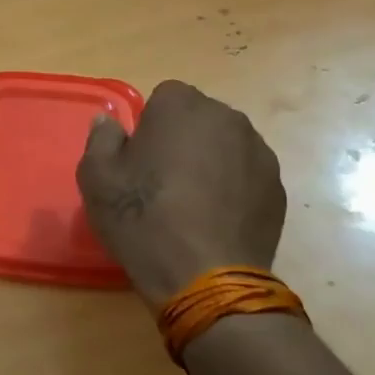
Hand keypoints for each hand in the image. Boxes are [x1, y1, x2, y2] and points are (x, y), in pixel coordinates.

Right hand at [76, 80, 286, 307]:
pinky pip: (246, 175)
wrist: (205, 278)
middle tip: (161, 179)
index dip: (149, 125)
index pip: (164, 96)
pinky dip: (232, 188)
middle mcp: (227, 118)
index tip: (139, 158)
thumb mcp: (96, 178)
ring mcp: (259, 153)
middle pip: (199, 118)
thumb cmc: (142, 218)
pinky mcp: (278, 188)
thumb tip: (109, 122)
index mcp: (181, 106)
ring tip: (191, 202)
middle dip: (182, 138)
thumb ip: (101, 139)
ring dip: (209, 161)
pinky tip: (214, 219)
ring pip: (225, 145)